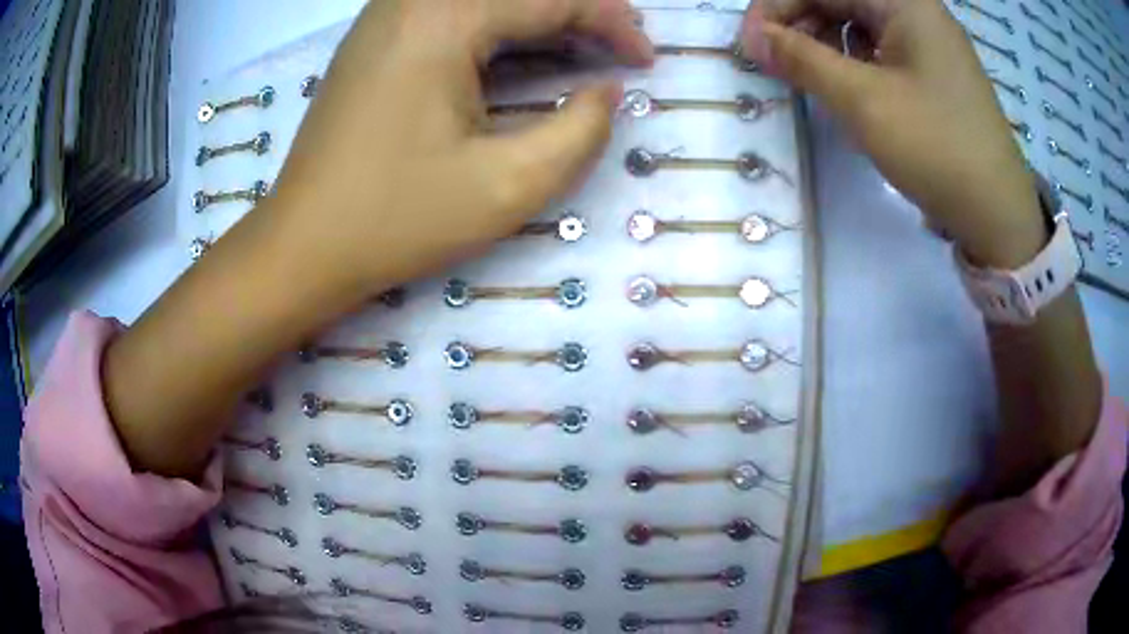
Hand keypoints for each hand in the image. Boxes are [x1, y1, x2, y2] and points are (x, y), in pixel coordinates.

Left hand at [102, 0, 651, 478]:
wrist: (289, 254)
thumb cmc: (382, 229)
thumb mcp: (500, 190)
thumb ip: (572, 135)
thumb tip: (609, 98)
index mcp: (438, 24)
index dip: (609, 20)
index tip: (645, 59)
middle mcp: (410, 5)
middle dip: (583, 10)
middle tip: (624, 51)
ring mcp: (390, 22)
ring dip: (545, 18)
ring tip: (588, 58)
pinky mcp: (380, 45)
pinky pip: (463, 17)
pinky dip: (509, 32)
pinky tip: (527, 67)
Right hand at [740, 0, 1044, 267]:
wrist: (999, 216)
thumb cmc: (937, 149)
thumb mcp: (864, 101)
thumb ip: (802, 60)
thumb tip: (752, 38)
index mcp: (905, 2)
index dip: (778, 7)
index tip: (750, 45)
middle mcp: (916, 12)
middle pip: (841, 0)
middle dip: (800, 23)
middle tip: (775, 62)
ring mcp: (928, 43)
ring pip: (859, 24)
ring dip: (824, 43)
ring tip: (806, 76)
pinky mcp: (933, 73)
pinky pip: (880, 50)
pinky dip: (853, 62)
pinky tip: (844, 86)